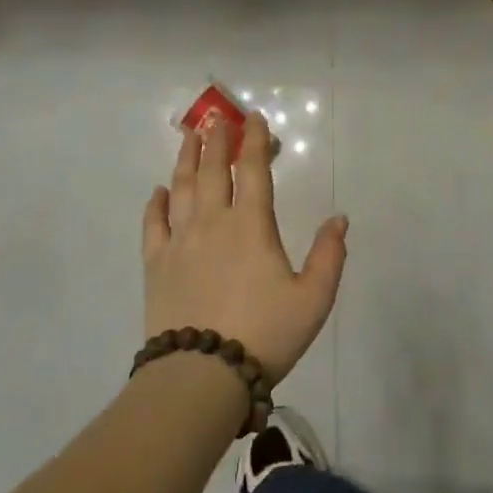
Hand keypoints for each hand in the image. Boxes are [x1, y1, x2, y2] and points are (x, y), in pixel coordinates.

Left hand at [141, 112, 347, 382]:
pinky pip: (153, 224)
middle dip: (217, 140)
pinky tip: (158, 191)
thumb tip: (339, 218)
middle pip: (214, 170)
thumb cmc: (265, 334)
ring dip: (186, 158)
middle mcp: (213, 222)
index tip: (253, 117)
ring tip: (189, 136)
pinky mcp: (156, 265)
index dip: (254, 140)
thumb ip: (329, 255)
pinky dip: (156, 203)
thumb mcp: (313, 299)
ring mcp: (180, 242)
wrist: (202, 375)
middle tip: (216, 117)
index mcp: (251, 225)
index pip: (254, 170)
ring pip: (182, 188)